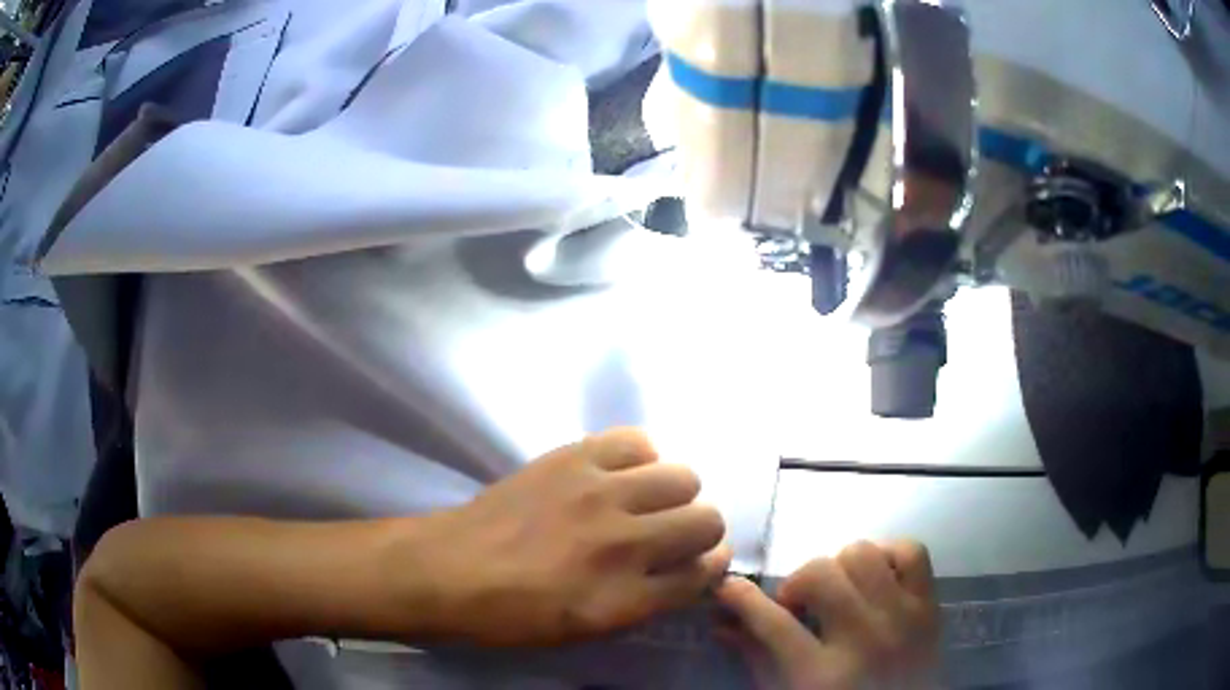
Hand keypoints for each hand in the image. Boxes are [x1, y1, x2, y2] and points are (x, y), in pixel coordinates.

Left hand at [402, 428, 730, 646]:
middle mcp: (624, 543)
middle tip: (671, 535)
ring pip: (682, 476)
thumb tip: (686, 569)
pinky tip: (620, 474)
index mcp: (627, 597)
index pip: (704, 573)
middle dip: (700, 531)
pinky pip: (637, 440)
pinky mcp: (573, 458)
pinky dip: (640, 458)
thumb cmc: (514, 616)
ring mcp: (598, 493)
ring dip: (674, 494)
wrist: (449, 570)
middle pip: (707, 520)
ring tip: (644, 503)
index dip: (710, 567)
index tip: (699, 562)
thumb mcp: (588, 630)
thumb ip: (648, 601)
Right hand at [716, 541, 938, 689]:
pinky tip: (876, 577)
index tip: (728, 587)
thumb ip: (758, 657)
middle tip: (797, 605)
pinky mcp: (930, 604)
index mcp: (821, 675)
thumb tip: (722, 622)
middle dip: (797, 585)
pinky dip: (889, 554)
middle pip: (821, 576)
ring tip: (838, 591)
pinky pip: (911, 551)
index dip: (741, 598)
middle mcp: (864, 639)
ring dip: (840, 568)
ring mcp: (903, 616)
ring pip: (862, 554)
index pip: (772, 622)